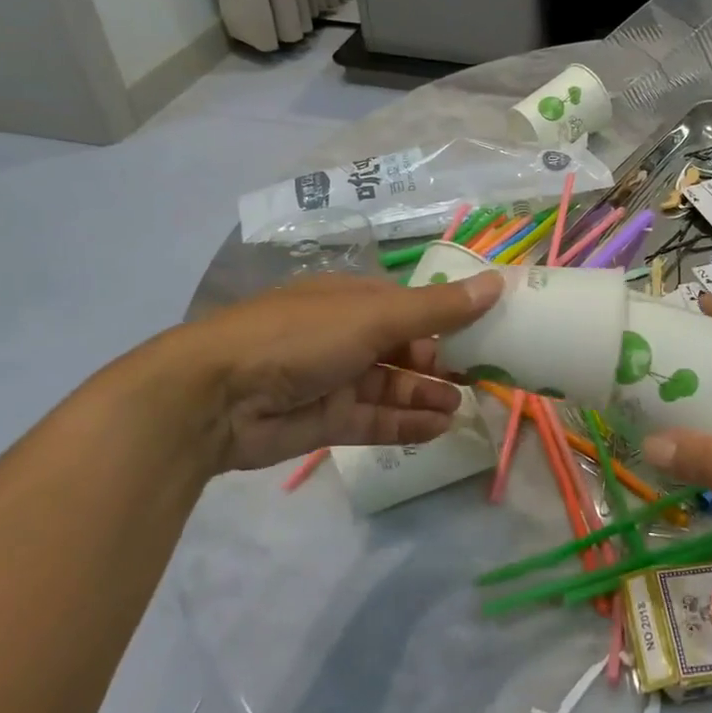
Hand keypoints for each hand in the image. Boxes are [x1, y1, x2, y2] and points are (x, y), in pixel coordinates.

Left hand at [162, 270, 503, 473]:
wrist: (214, 397)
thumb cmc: (300, 337)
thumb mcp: (374, 316)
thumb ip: (437, 309)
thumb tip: (497, 283)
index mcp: (354, 299)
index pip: (413, 306)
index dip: (450, 317)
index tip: (488, 332)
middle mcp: (346, 335)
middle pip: (405, 348)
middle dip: (442, 362)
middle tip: (483, 378)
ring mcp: (335, 379)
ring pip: (393, 386)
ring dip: (427, 396)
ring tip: (464, 407)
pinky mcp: (325, 420)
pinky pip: (375, 420)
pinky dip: (406, 424)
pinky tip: (439, 429)